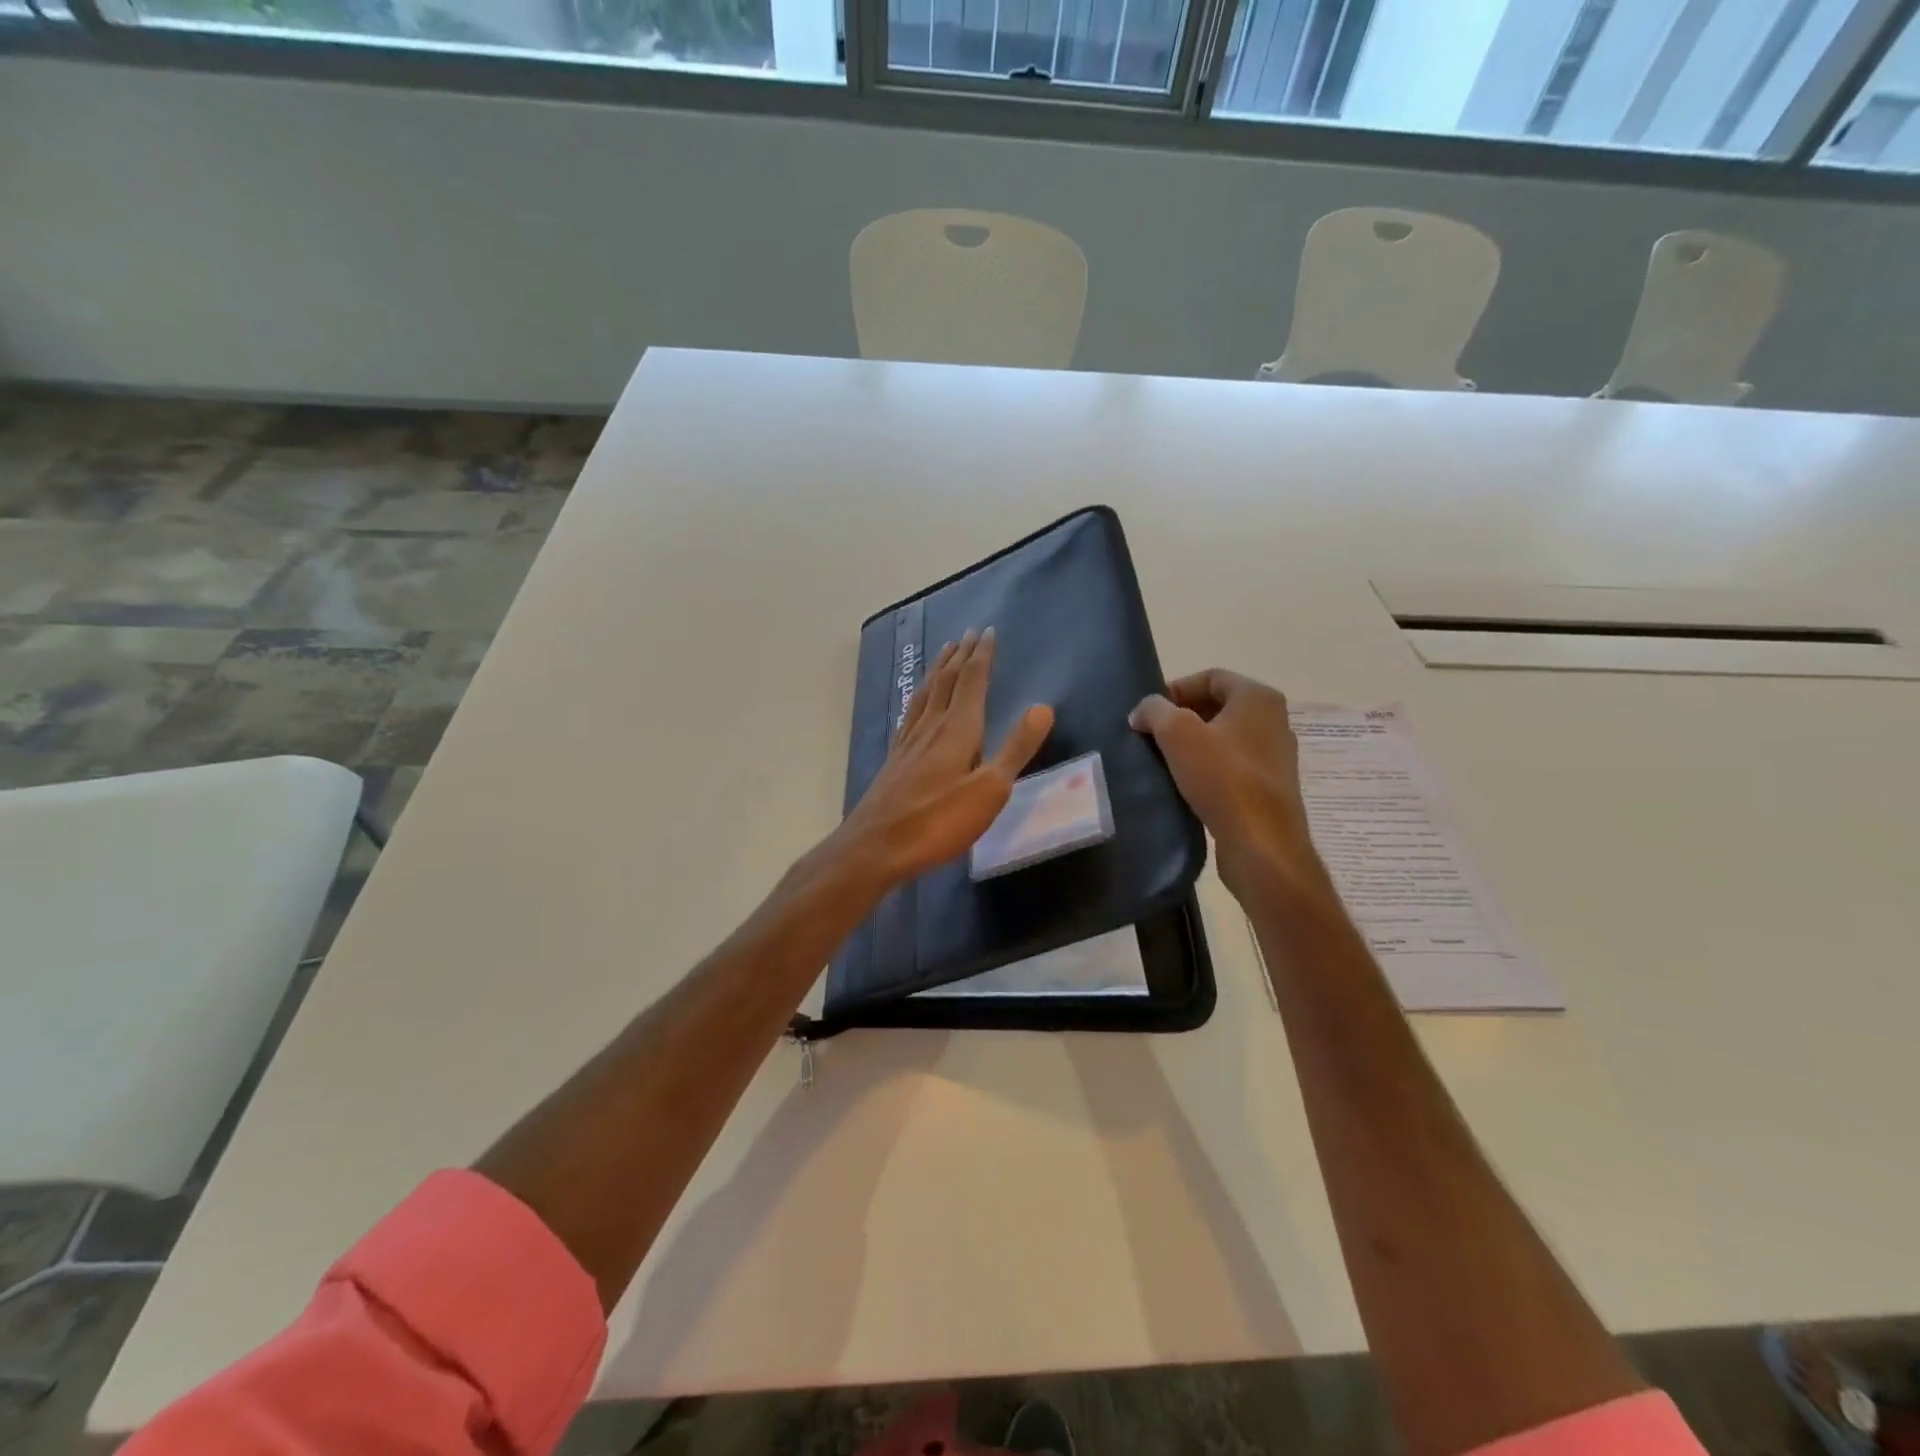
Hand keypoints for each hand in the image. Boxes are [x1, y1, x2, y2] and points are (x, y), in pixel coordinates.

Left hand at [836, 627, 1053, 888]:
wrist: (875, 847)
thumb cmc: (938, 822)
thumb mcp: (990, 790)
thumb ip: (1016, 749)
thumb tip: (1043, 707)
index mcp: (958, 729)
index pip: (972, 681)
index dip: (982, 656)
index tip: (987, 631)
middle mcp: (931, 726)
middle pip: (947, 681)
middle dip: (960, 656)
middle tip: (968, 634)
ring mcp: (909, 741)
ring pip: (925, 694)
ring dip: (938, 670)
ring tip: (944, 654)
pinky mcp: (895, 758)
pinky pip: (910, 713)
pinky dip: (919, 697)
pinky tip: (917, 703)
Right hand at [1129, 669, 1330, 904]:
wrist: (1262, 844)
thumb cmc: (1223, 779)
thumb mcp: (1178, 734)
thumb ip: (1154, 711)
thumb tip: (1142, 711)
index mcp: (1258, 697)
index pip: (1210, 677)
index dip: (1175, 688)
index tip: (1148, 712)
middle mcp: (1274, 720)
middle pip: (1218, 706)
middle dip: (1181, 717)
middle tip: (1151, 735)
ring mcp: (1275, 756)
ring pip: (1224, 737)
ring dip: (1193, 744)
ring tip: (1163, 760)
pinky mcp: (1270, 787)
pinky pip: (1232, 765)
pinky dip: (1208, 768)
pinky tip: (1186, 785)